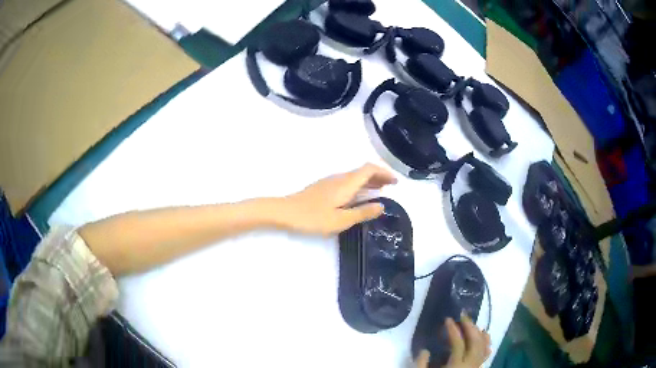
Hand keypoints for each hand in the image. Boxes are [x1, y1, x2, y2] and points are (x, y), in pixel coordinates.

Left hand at [280, 163, 396, 235]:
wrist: (285, 212)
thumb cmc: (313, 217)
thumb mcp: (341, 220)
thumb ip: (362, 212)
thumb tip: (382, 205)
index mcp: (346, 183)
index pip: (370, 169)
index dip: (385, 172)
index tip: (395, 182)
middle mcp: (340, 178)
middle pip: (363, 171)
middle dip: (379, 176)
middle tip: (391, 186)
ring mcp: (330, 182)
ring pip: (355, 176)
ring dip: (369, 181)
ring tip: (380, 191)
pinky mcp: (324, 187)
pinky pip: (347, 181)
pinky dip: (359, 185)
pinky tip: (358, 197)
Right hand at [416, 315, 490, 367]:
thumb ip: (421, 364)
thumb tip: (425, 350)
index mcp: (456, 366)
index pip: (458, 343)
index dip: (453, 330)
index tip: (447, 319)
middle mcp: (470, 364)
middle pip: (475, 341)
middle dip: (470, 327)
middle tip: (462, 316)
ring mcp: (476, 366)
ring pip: (483, 346)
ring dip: (479, 333)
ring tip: (472, 324)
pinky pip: (486, 353)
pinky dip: (486, 343)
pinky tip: (484, 336)